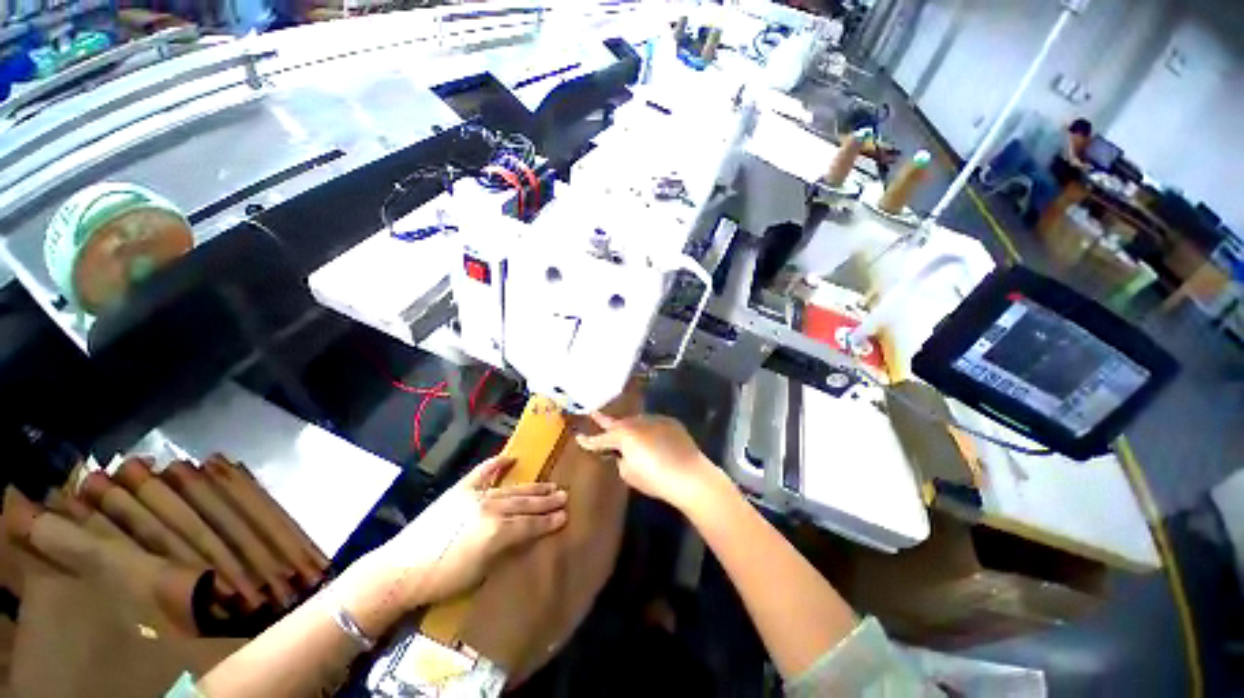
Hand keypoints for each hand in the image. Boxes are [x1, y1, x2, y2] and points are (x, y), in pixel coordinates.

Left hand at [364, 456, 567, 607]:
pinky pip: (483, 472)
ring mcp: (475, 496)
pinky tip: (511, 458)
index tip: (565, 516)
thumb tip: (524, 537)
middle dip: (546, 501)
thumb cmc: (442, 580)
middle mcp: (491, 509)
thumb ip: (506, 550)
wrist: (401, 569)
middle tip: (564, 495)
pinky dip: (497, 464)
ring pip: (511, 490)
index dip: (548, 521)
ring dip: (532, 487)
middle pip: (525, 503)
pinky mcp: (460, 490)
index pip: (530, 525)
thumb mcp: (481, 573)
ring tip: (549, 485)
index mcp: (497, 532)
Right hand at [576, 413, 718, 510]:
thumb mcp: (630, 474)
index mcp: (624, 435)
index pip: (602, 438)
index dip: (590, 440)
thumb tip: (624, 455)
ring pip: (637, 421)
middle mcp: (638, 422)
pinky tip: (651, 438)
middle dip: (608, 423)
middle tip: (596, 416)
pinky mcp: (670, 422)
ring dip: (630, 426)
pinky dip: (648, 430)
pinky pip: (653, 424)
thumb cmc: (655, 478)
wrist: (690, 475)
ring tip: (625, 431)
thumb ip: (621, 461)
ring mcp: (656, 419)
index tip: (580, 437)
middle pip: (619, 423)